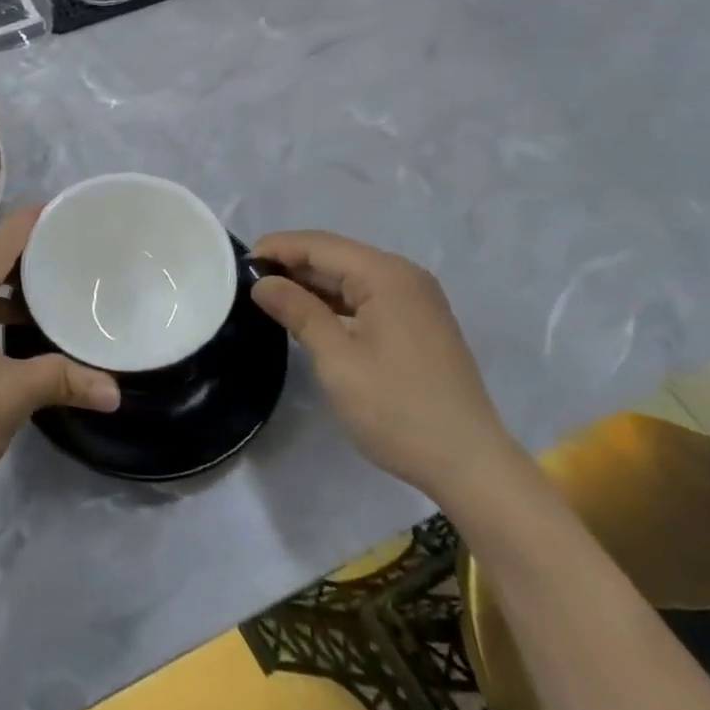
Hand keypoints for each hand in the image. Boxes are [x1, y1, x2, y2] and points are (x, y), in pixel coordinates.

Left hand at [0, 208, 120, 527]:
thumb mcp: (12, 396)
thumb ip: (64, 379)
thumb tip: (115, 392)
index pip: (5, 237)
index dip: (40, 223)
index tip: (75, 216)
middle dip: (26, 259)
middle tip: (72, 260)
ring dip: (0, 288)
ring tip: (46, 296)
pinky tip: (5, 331)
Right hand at [252, 231, 521, 502]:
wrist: (470, 464)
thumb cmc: (397, 409)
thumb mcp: (337, 360)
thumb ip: (298, 312)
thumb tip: (262, 282)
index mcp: (386, 275)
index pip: (320, 245)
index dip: (278, 249)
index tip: (239, 264)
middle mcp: (404, 276)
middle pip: (337, 256)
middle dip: (293, 265)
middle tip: (249, 282)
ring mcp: (416, 299)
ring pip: (352, 277)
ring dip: (313, 284)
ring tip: (271, 297)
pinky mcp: (419, 322)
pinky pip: (368, 297)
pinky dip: (336, 302)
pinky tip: (311, 315)